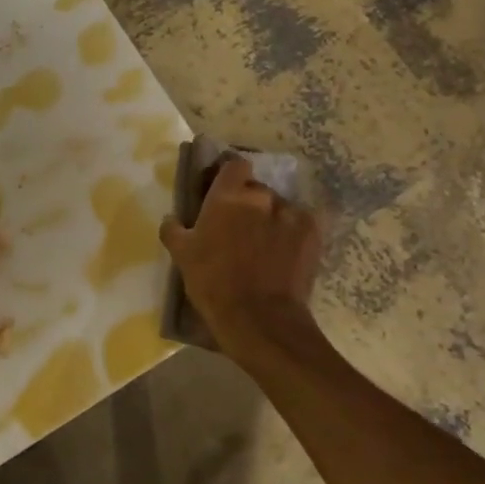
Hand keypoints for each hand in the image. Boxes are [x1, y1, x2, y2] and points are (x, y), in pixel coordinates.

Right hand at [160, 156, 320, 355]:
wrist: (259, 318)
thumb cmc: (213, 283)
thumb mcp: (181, 256)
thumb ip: (174, 229)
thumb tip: (171, 218)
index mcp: (227, 196)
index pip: (234, 165)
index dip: (230, 175)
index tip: (224, 191)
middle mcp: (261, 196)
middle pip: (257, 189)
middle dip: (250, 204)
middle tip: (241, 228)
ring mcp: (290, 213)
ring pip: (280, 207)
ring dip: (273, 219)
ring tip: (267, 246)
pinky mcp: (313, 232)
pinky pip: (301, 223)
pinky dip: (294, 233)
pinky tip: (287, 253)